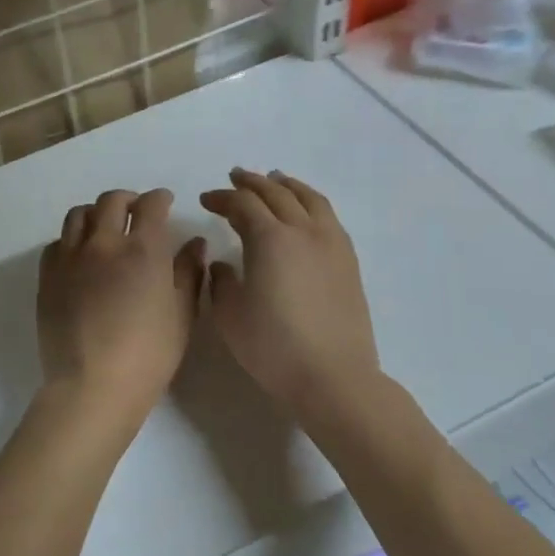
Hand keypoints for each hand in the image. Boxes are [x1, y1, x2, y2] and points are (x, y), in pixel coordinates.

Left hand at [38, 189, 205, 429]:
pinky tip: (79, 256)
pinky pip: (56, 244)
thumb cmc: (148, 355)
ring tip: (104, 228)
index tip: (164, 202)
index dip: (159, 199)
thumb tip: (195, 243)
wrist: (92, 387)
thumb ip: (189, 273)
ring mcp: (70, 258)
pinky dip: (70, 240)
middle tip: (135, 211)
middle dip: (127, 199)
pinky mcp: (47, 277)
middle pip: (111, 201)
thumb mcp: (182, 315)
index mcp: (142, 249)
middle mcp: (103, 243)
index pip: (150, 205)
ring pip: (78, 215)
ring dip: (95, 213)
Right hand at [199, 169, 381, 417]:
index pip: (242, 204)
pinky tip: (304, 211)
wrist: (334, 377)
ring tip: (274, 179)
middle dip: (251, 182)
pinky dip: (310, 201)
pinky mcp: (348, 260)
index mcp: (270, 239)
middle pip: (275, 192)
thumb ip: (222, 281)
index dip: (222, 197)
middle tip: (234, 178)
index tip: (206, 200)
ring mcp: (330, 243)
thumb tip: (225, 264)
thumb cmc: (274, 347)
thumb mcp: (230, 315)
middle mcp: (302, 230)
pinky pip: (327, 215)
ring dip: (286, 184)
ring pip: (308, 198)